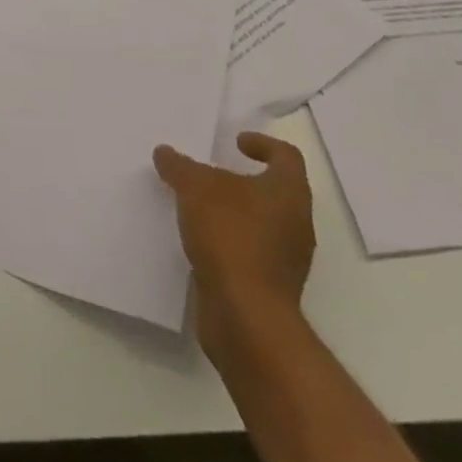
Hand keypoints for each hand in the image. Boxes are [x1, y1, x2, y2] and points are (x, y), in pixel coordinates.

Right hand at [153, 132, 314, 367]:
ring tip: (199, 208)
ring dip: (234, 214)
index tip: (235, 143)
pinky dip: (229, 244)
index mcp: (289, 192)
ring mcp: (287, 261)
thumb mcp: (195, 188)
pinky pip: (251, 255)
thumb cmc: (231, 236)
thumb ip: (179, 166)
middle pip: (275, 191)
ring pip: (262, 225)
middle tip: (211, 174)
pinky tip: (201, 243)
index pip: (287, 156)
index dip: (263, 144)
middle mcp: (296, 224)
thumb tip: (165, 152)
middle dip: (243, 181)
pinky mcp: (271, 290)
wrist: (246, 318)